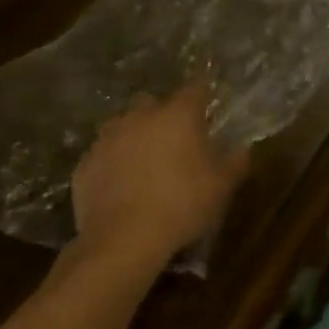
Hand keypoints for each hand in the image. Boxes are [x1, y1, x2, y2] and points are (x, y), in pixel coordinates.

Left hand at [73, 81, 249, 265]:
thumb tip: (243, 150)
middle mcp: (140, 117)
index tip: (208, 96)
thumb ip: (235, 163)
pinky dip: (113, 162)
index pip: (195, 88)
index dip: (203, 90)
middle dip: (163, 114)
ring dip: (135, 136)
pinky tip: (121, 184)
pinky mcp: (85, 163)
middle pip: (152, 102)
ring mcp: (107, 139)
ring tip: (145, 161)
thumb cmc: (182, 205)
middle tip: (175, 137)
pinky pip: (103, 154)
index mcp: (178, 116)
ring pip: (123, 125)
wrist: (122, 239)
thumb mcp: (221, 188)